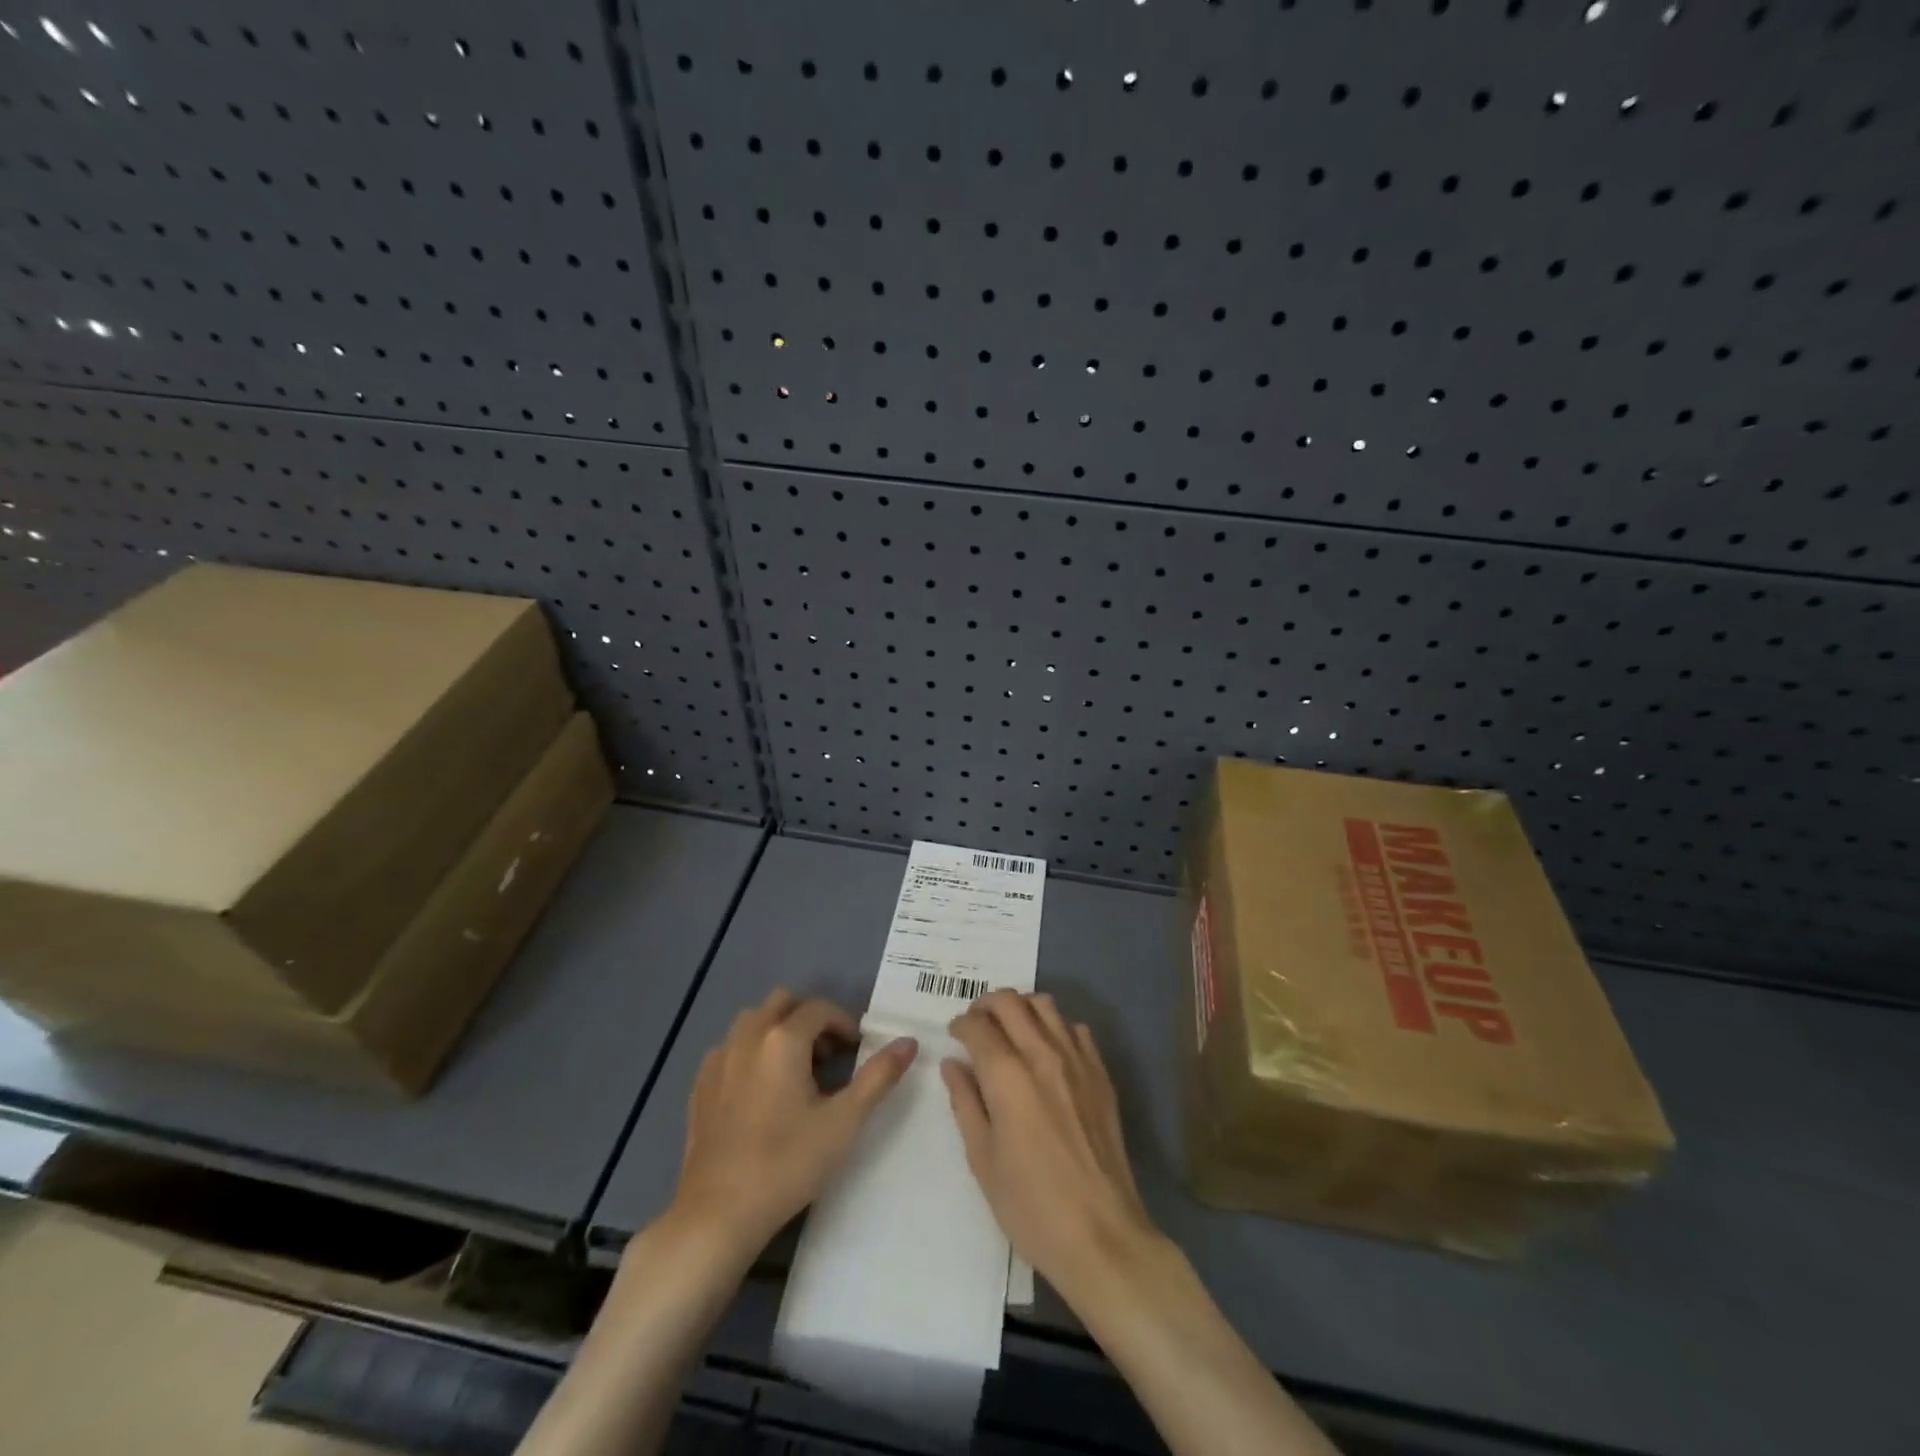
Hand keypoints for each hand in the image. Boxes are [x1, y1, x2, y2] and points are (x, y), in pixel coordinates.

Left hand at [672, 989, 917, 1257]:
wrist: (718, 1213)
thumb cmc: (788, 1164)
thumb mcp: (844, 1122)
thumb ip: (879, 1076)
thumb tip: (909, 1041)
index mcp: (784, 1039)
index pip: (820, 1008)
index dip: (843, 1023)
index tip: (856, 1050)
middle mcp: (748, 1036)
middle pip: (782, 1002)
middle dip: (809, 1018)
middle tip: (827, 1055)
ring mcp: (719, 1059)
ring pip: (752, 1020)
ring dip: (777, 1029)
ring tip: (794, 1069)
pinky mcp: (700, 1084)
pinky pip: (730, 1047)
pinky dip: (750, 1052)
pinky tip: (758, 1090)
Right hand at [942, 991, 1162, 1302]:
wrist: (1101, 1235)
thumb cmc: (1031, 1206)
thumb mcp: (982, 1159)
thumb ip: (965, 1103)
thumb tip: (953, 1064)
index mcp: (1007, 1076)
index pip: (977, 1026)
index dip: (960, 1024)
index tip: (954, 1035)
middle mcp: (1042, 1054)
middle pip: (1010, 1002)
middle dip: (986, 1005)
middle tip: (976, 1024)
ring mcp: (1077, 1060)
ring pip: (1045, 1005)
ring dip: (1021, 1008)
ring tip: (1010, 1030)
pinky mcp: (1100, 1074)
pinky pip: (1076, 1029)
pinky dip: (1055, 1027)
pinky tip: (1047, 1051)